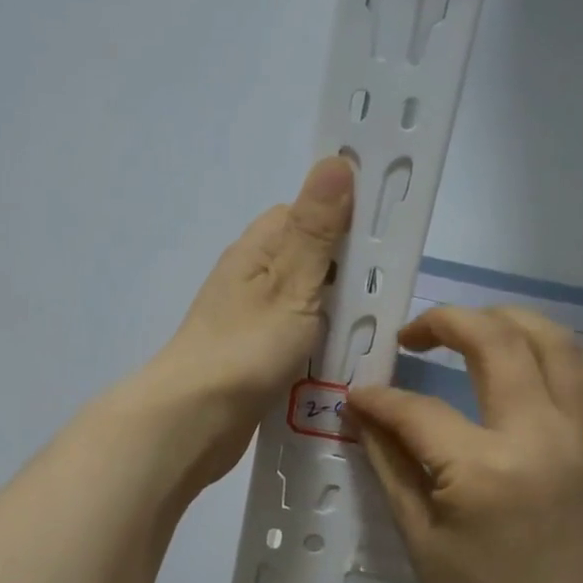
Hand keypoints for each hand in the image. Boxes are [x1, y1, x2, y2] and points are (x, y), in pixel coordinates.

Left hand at [133, 155, 353, 486]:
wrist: (194, 421)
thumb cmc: (246, 347)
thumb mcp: (291, 282)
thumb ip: (316, 230)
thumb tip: (335, 160)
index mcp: (257, 250)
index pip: (304, 215)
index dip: (343, 220)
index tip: (385, 238)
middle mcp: (250, 280)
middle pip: (309, 263)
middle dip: (347, 275)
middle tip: (387, 296)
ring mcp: (250, 322)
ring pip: (306, 307)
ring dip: (335, 317)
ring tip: (373, 333)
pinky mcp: (253, 360)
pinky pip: (297, 343)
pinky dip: (319, 349)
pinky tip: (343, 364)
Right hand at [347, 305, 582, 582]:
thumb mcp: (413, 525)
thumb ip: (388, 455)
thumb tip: (362, 406)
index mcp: (484, 468)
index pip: (420, 408)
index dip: (380, 397)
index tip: (359, 395)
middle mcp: (541, 438)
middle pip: (497, 342)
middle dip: (447, 322)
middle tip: (416, 334)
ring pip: (555, 343)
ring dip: (508, 323)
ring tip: (473, 331)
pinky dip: (555, 355)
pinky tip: (526, 362)